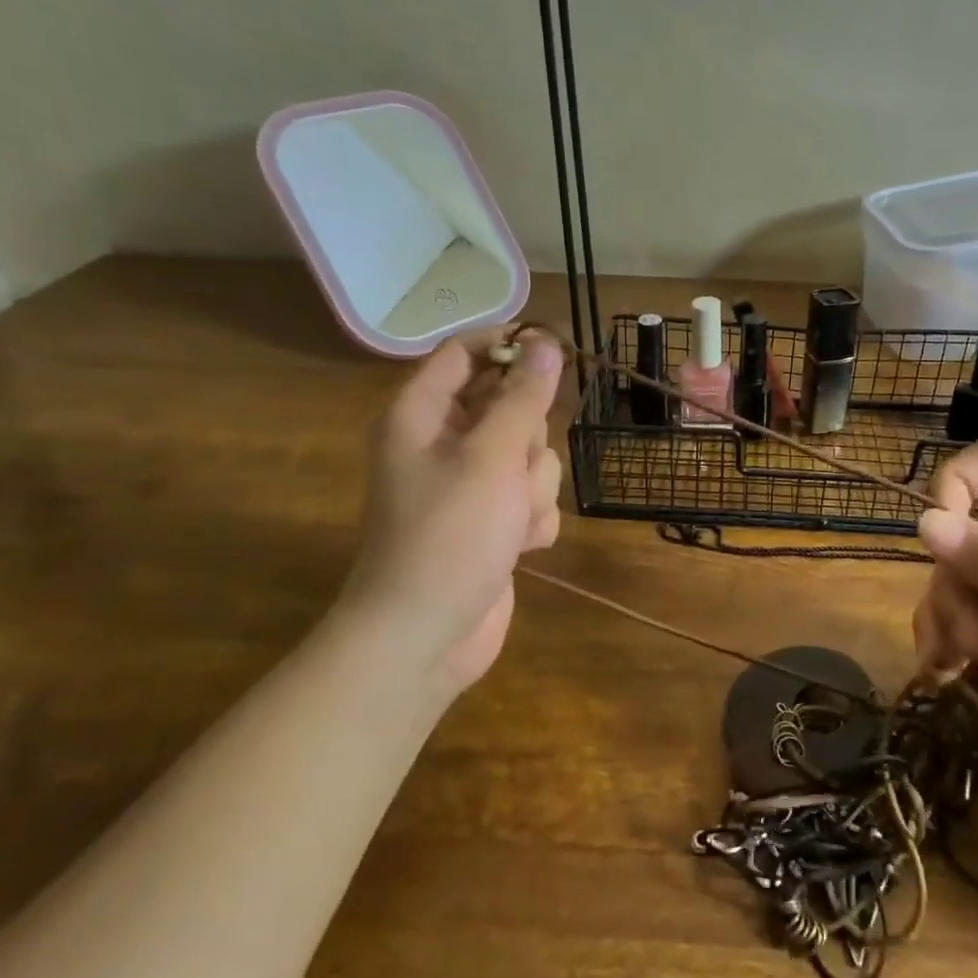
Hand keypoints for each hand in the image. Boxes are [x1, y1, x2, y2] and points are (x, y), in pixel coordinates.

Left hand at [335, 331, 564, 692]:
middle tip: (514, 466)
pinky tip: (518, 548)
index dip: (509, 346)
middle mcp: (444, 443)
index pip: (465, 353)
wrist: (426, 636)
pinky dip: (532, 522)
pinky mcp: (494, 522)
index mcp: (422, 415)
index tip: (555, 350)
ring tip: (511, 520)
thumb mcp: (492, 456)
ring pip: (531, 457)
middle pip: (509, 406)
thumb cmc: (450, 535)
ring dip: (533, 489)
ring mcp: (471, 486)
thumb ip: (523, 397)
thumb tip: (545, 341)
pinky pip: (532, 499)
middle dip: (527, 439)